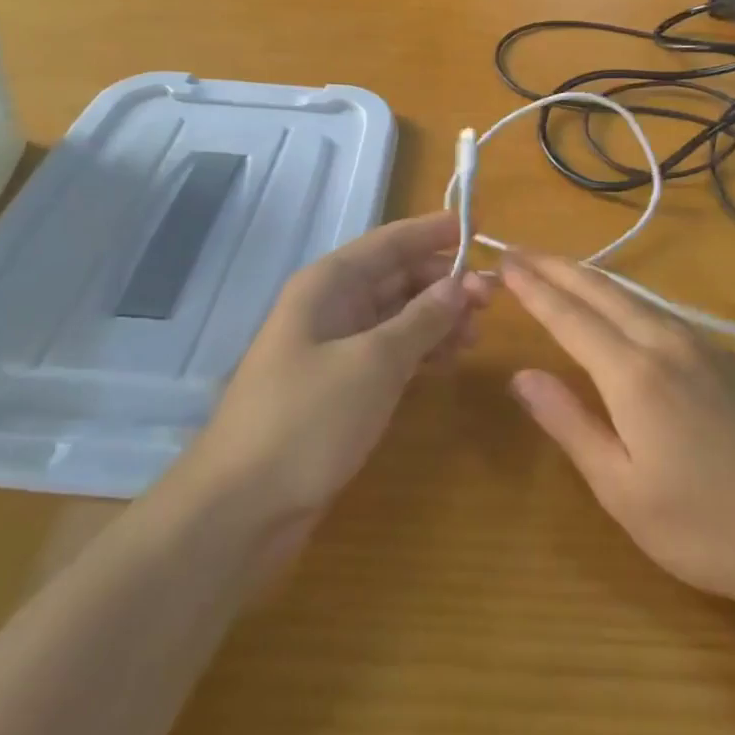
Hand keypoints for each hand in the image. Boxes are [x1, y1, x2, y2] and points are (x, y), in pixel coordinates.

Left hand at [172, 213, 492, 527]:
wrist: (242, 508)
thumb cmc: (308, 419)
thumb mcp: (375, 362)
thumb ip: (423, 319)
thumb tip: (462, 283)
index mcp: (329, 285)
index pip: (390, 242)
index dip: (433, 232)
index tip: (478, 226)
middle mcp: (330, 307)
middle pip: (396, 277)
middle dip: (443, 282)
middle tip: (493, 298)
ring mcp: (334, 348)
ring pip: (396, 317)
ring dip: (437, 319)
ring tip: (477, 335)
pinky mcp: (340, 387)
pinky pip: (389, 352)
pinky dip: (420, 351)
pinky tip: (449, 361)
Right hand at [503, 249, 734, 613]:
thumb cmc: (703, 526)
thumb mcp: (621, 489)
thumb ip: (569, 423)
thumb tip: (520, 376)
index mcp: (635, 374)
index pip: (570, 317)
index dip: (534, 288)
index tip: (503, 261)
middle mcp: (667, 344)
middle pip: (602, 291)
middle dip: (556, 268)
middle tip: (518, 251)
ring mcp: (702, 347)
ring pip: (634, 296)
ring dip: (589, 277)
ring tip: (556, 269)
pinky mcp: (723, 359)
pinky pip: (660, 311)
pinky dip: (623, 296)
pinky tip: (618, 304)